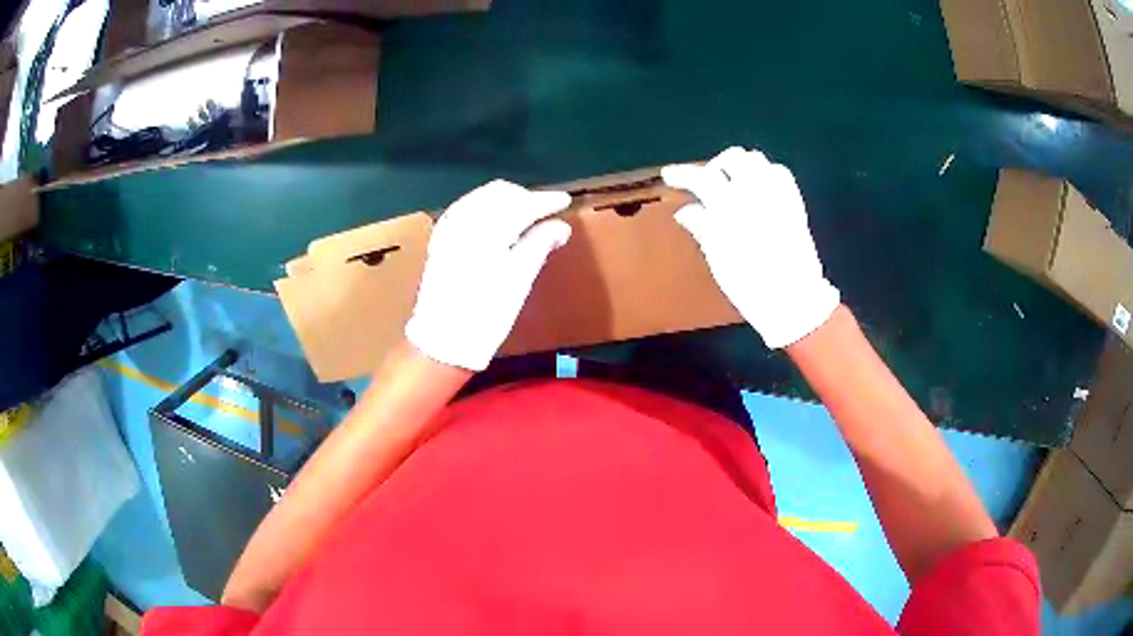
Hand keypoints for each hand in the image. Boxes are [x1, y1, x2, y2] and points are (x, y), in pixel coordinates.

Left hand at [405, 180, 571, 370]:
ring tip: (523, 214)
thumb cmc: (487, 314)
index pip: (522, 204)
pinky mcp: (440, 241)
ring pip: (480, 198)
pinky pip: (464, 209)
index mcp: (487, 230)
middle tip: (546, 210)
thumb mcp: (520, 281)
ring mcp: (449, 229)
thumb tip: (561, 226)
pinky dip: (483, 207)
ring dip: (504, 200)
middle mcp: (465, 221)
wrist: (444, 340)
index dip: (545, 201)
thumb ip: (540, 245)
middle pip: (499, 194)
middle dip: (524, 197)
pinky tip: (493, 219)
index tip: (565, 201)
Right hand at [662, 146, 838, 348]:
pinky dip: (765, 173)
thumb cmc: (750, 286)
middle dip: (716, 167)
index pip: (703, 178)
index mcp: (732, 209)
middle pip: (733, 158)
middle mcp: (756, 194)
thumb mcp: (719, 259)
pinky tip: (759, 188)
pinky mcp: (794, 203)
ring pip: (757, 160)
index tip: (668, 175)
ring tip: (734, 183)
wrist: (793, 299)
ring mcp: (778, 196)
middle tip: (707, 183)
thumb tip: (685, 210)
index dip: (682, 173)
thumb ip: (703, 228)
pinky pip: (780, 173)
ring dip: (741, 166)